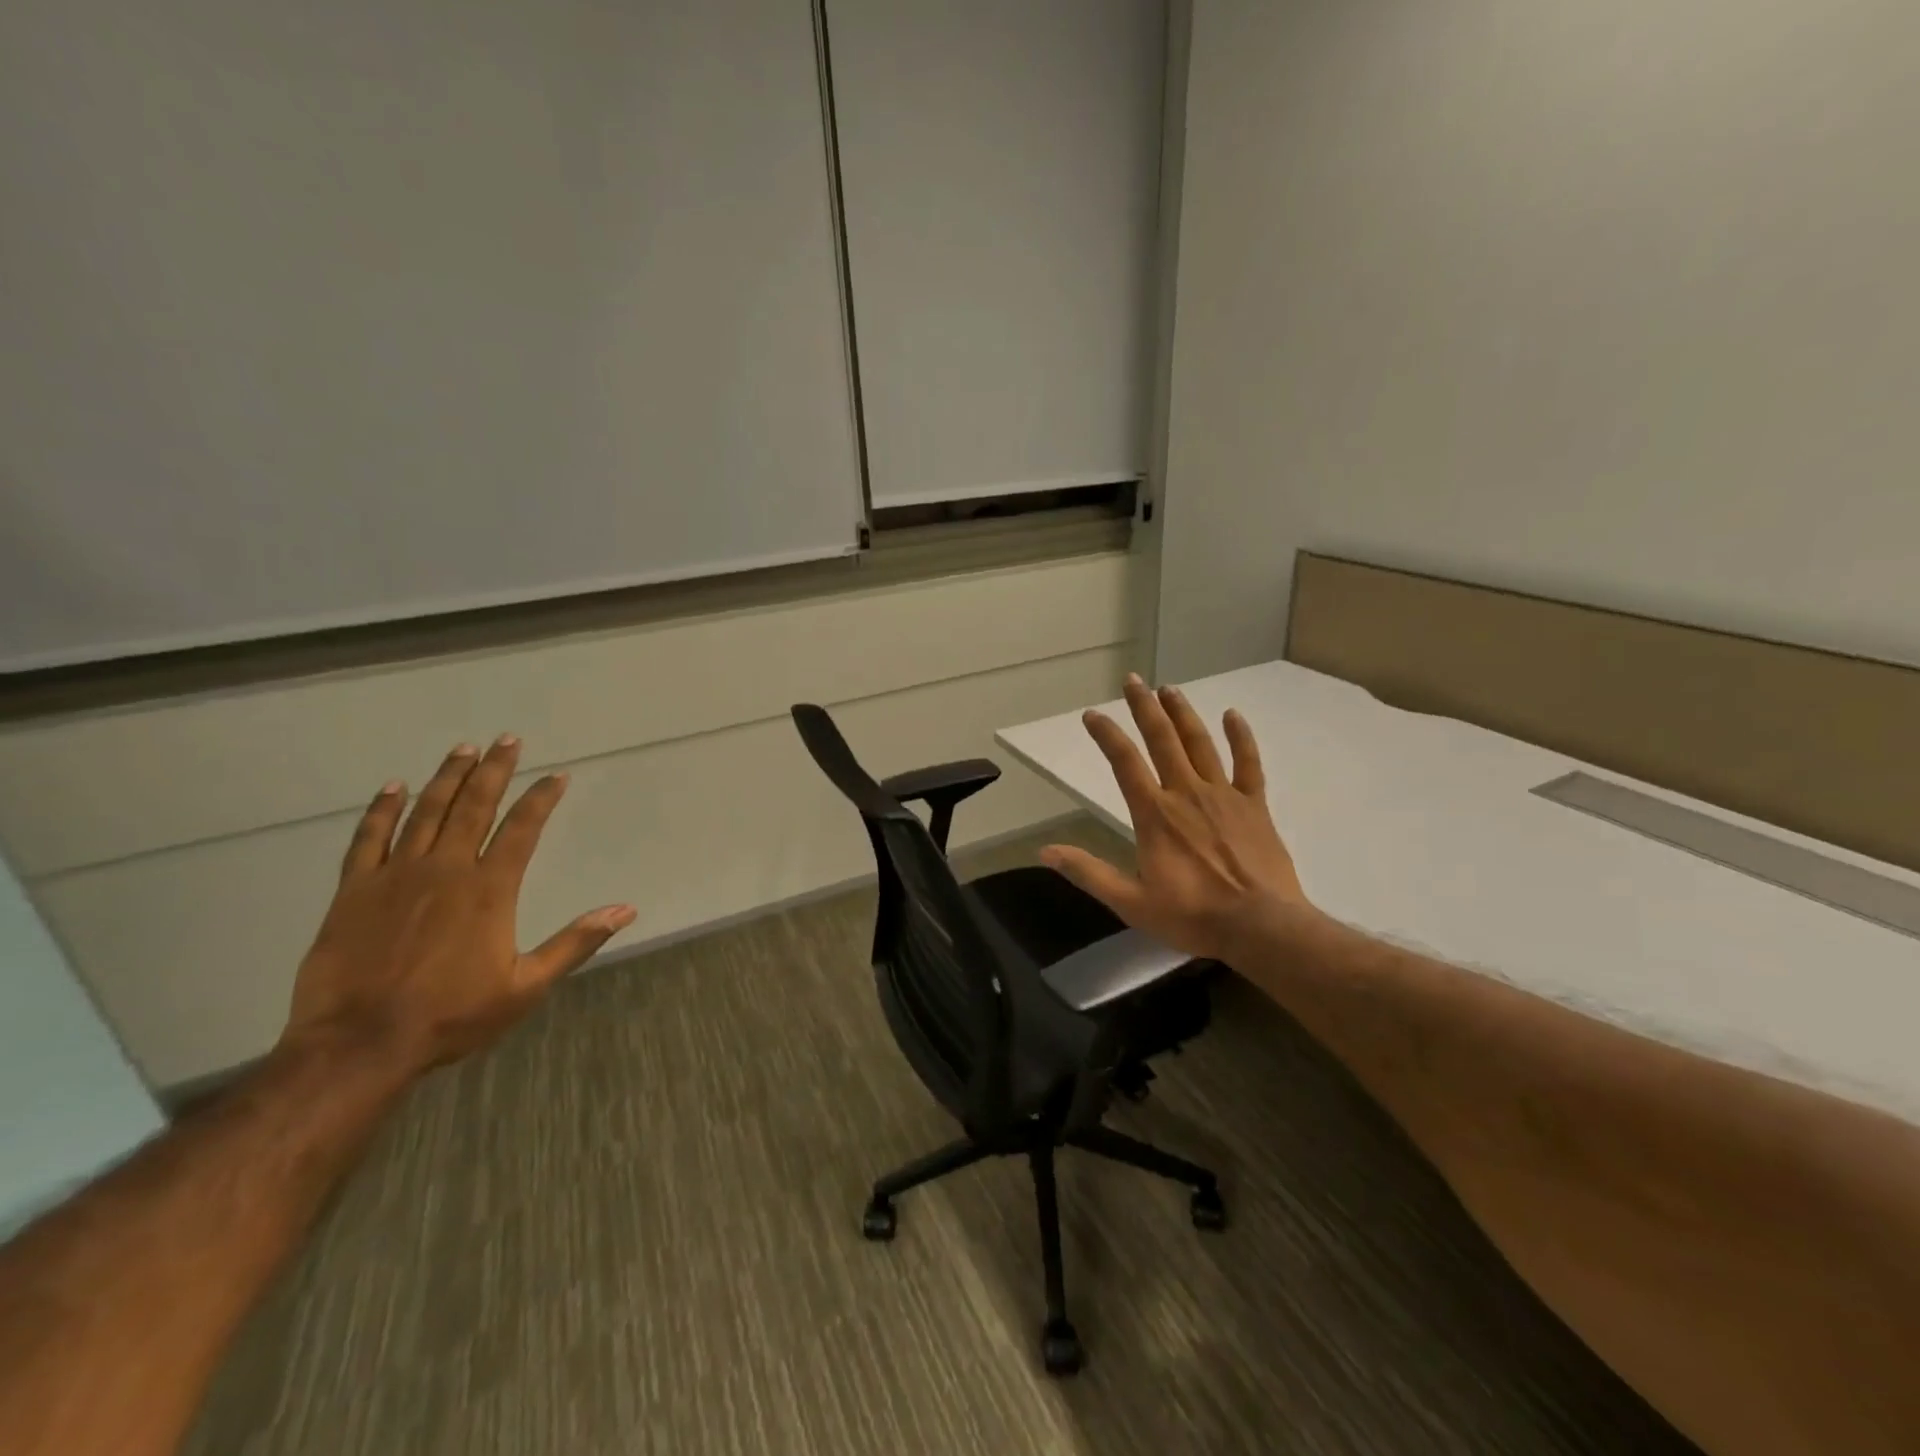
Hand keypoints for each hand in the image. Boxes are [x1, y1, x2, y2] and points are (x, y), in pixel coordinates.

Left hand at [282, 736, 635, 1076]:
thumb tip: (625, 910)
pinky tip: (394, 787)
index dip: (541, 799)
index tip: (556, 776)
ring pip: (426, 813)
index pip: (522, 829)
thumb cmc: (451, 1016)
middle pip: (474, 807)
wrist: (359, 1045)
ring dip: (447, 778)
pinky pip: (369, 839)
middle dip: (494, 770)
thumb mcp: (527, 986)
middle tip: (507, 740)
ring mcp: (396, 876)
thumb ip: (576, 942)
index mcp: (489, 890)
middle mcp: (446, 870)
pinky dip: (381, 810)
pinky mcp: (354, 891)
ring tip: (463, 749)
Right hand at [1040, 675, 1314, 964]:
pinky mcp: (1254, 805)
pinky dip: (1240, 737)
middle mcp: (1186, 794)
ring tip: (1169, 689)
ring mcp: (1223, 796)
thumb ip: (1089, 872)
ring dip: (1182, 713)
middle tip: (1133, 680)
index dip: (1107, 735)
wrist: (1260, 927)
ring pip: (1200, 743)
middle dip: (1145, 708)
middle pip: (1162, 740)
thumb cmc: (1193, 916)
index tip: (1092, 714)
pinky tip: (1232, 715)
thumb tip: (1045, 851)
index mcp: (1154, 815)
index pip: (1124, 763)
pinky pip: (1248, 763)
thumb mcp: (1131, 902)